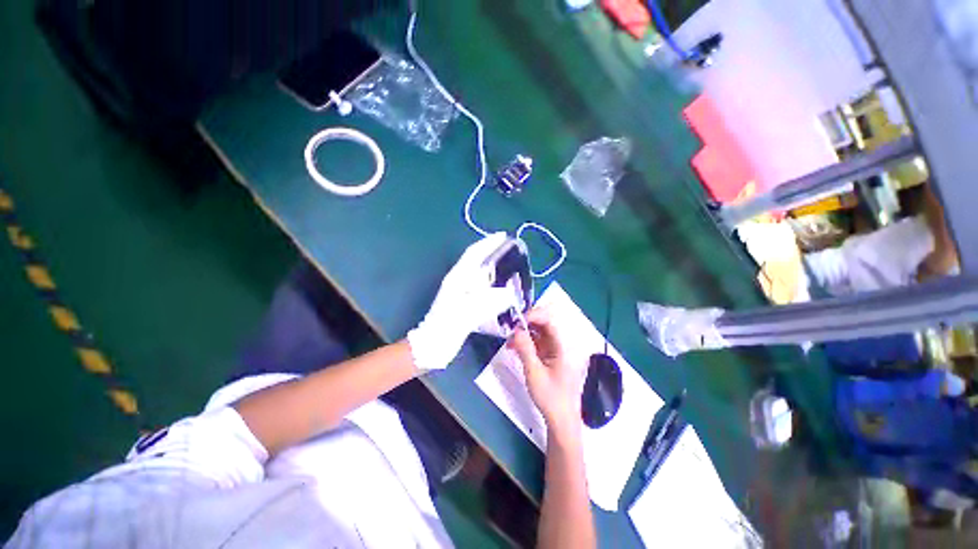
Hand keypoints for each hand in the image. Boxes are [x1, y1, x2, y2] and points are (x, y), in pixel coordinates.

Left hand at [408, 233, 516, 371]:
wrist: (433, 344)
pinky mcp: (462, 299)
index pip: (474, 254)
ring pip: (477, 271)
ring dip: (491, 264)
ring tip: (508, 263)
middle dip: (491, 251)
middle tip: (509, 248)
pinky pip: (479, 284)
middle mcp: (458, 280)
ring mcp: (459, 290)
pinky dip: (490, 279)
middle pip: (476, 260)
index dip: (488, 244)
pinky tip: (499, 285)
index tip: (502, 236)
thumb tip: (510, 293)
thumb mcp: (468, 313)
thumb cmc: (447, 326)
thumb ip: (490, 301)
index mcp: (458, 278)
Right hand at [509, 308, 582, 440]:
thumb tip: (516, 330)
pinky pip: (537, 343)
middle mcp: (560, 345)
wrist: (561, 420)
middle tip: (510, 331)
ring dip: (523, 334)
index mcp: (562, 346)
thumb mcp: (534, 373)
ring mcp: (556, 351)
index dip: (533, 315)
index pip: (549, 321)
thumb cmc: (550, 397)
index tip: (517, 321)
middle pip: (543, 325)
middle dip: (525, 325)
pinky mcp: (550, 357)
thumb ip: (525, 349)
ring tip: (510, 343)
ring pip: (538, 333)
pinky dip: (526, 343)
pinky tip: (515, 349)